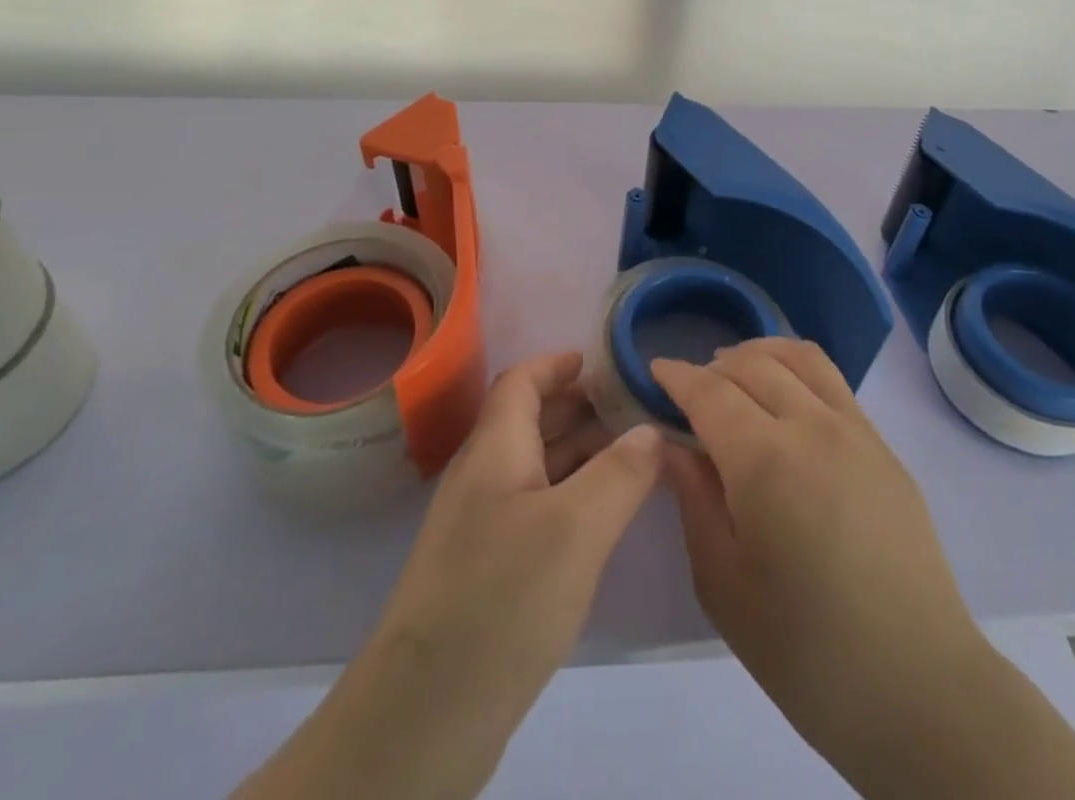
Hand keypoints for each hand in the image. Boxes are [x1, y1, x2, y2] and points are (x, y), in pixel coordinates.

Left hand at [236, 351, 662, 799]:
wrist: (424, 714)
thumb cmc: (503, 598)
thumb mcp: (577, 529)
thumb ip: (621, 473)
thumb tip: (650, 429)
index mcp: (495, 448)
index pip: (522, 381)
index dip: (559, 363)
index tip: (603, 361)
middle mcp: (483, 475)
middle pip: (530, 419)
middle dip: (580, 405)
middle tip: (634, 407)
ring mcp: (480, 525)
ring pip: (534, 465)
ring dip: (578, 451)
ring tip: (633, 454)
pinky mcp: (485, 569)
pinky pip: (534, 506)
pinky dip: (570, 494)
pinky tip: (602, 516)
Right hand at [652, 339, 989, 799]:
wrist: (917, 686)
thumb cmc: (804, 648)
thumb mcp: (722, 581)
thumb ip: (693, 498)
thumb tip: (670, 444)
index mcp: (764, 459)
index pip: (709, 391)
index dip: (676, 375)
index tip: (654, 369)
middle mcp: (811, 425)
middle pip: (751, 364)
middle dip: (712, 365)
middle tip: (690, 387)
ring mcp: (855, 430)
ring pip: (799, 357)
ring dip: (758, 353)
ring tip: (736, 372)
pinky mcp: (883, 446)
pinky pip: (832, 381)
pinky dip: (796, 368)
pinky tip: (785, 396)